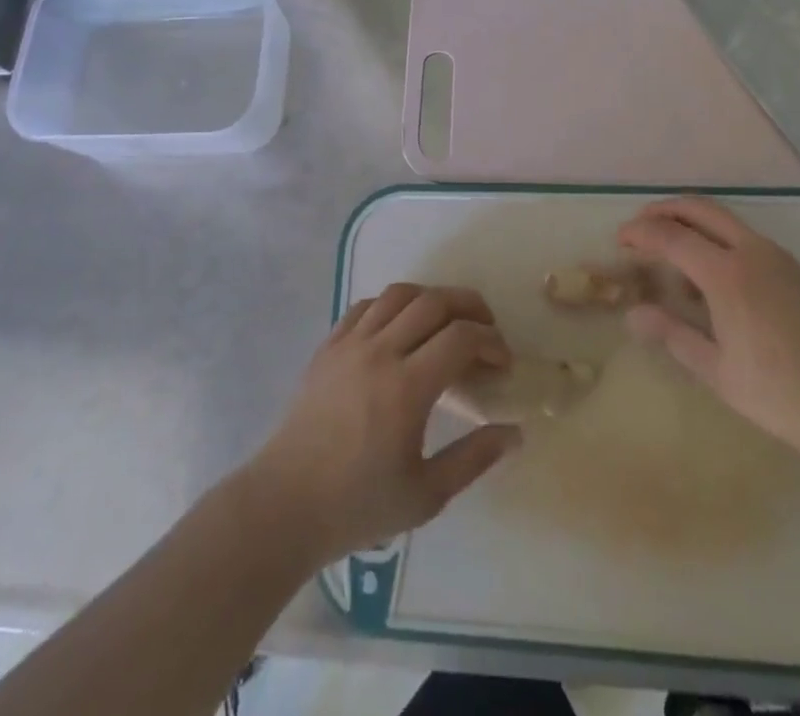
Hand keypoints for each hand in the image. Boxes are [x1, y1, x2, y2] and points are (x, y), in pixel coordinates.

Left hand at [250, 284, 520, 563]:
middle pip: (433, 302)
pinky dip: (392, 304)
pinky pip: (366, 306)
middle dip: (469, 306)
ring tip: (447, 319)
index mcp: (407, 387)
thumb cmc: (358, 505)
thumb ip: (473, 458)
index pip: (460, 337)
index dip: (490, 342)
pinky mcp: (328, 346)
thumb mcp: (426, 495)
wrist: (286, 504)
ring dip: (431, 297)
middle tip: (486, 328)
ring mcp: (350, 343)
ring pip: (398, 294)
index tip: (502, 362)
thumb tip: (514, 433)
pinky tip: (401, 326)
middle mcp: (380, 352)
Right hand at [618, 197, 799, 481]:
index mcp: (728, 275)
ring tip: (670, 252)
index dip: (639, 233)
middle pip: (698, 209)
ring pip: (723, 218)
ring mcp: (778, 256)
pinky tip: (711, 275)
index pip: (670, 236)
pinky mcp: (796, 268)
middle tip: (638, 228)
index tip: (619, 241)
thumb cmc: (785, 397)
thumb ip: (673, 335)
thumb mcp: (720, 373)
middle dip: (662, 211)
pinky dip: (716, 237)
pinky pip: (744, 236)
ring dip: (690, 221)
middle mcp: (751, 252)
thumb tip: (633, 313)